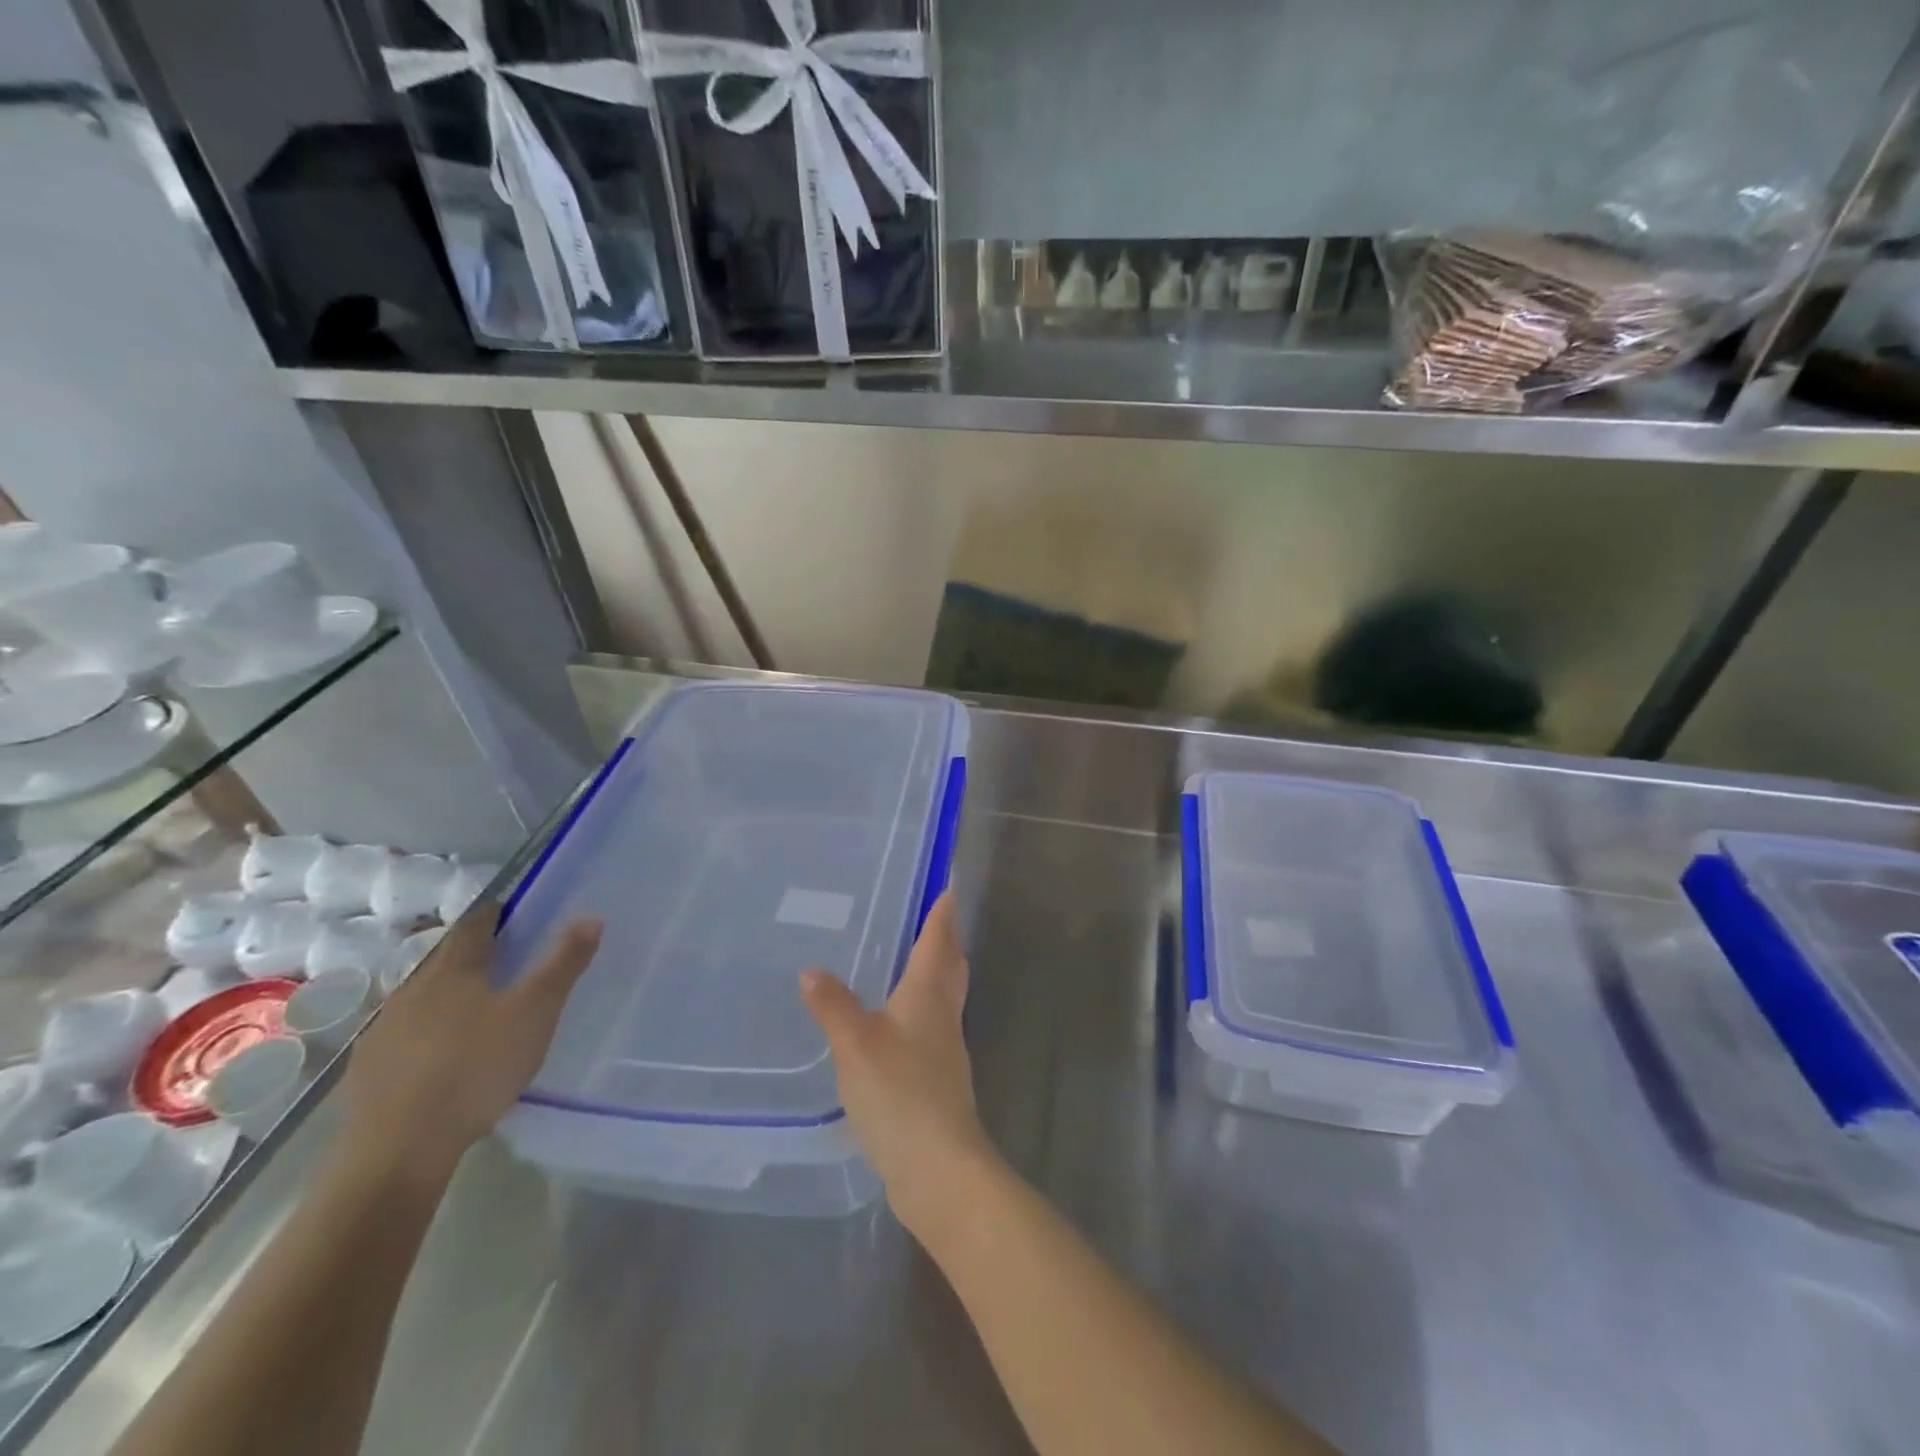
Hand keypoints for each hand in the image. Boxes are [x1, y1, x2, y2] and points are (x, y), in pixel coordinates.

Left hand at [340, 901, 601, 1179]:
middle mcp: (413, 990)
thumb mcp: (536, 1012)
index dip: (493, 915)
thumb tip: (591, 918)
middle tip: (502, 961)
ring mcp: (383, 1031)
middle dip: (470, 955)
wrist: (399, 1147)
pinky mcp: (367, 1071)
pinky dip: (423, 1034)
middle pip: (444, 959)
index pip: (474, 926)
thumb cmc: (477, 1067)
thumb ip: (563, 964)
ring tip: (473, 1009)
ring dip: (444, 995)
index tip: (510, 914)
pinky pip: (401, 1036)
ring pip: (419, 998)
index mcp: (454, 970)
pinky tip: (438, 1056)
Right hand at [800, 891, 995, 1234]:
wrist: (938, 1167)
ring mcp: (946, 1050)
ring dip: (937, 974)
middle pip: (951, 967)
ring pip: (946, 998)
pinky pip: (934, 1029)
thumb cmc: (900, 1092)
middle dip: (946, 941)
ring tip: (915, 963)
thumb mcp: (855, 1044)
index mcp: (927, 995)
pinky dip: (923, 1011)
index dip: (943, 914)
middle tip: (937, 919)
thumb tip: (811, 970)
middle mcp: (943, 1015)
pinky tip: (901, 1025)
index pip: (938, 941)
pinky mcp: (939, 1081)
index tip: (949, 888)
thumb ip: (832, 1005)